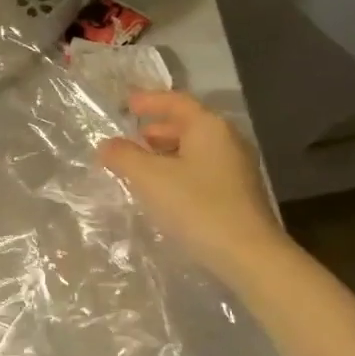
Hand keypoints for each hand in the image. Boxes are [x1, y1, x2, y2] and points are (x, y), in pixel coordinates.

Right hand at [97, 91, 289, 284]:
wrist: (247, 254)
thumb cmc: (196, 206)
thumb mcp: (149, 178)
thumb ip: (124, 156)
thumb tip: (107, 145)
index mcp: (209, 127)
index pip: (176, 102)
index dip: (149, 101)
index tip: (126, 104)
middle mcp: (227, 140)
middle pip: (187, 125)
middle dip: (155, 130)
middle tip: (129, 139)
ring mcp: (236, 167)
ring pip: (194, 149)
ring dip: (165, 153)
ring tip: (140, 167)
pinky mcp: (237, 193)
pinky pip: (201, 170)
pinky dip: (178, 171)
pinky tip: (162, 190)